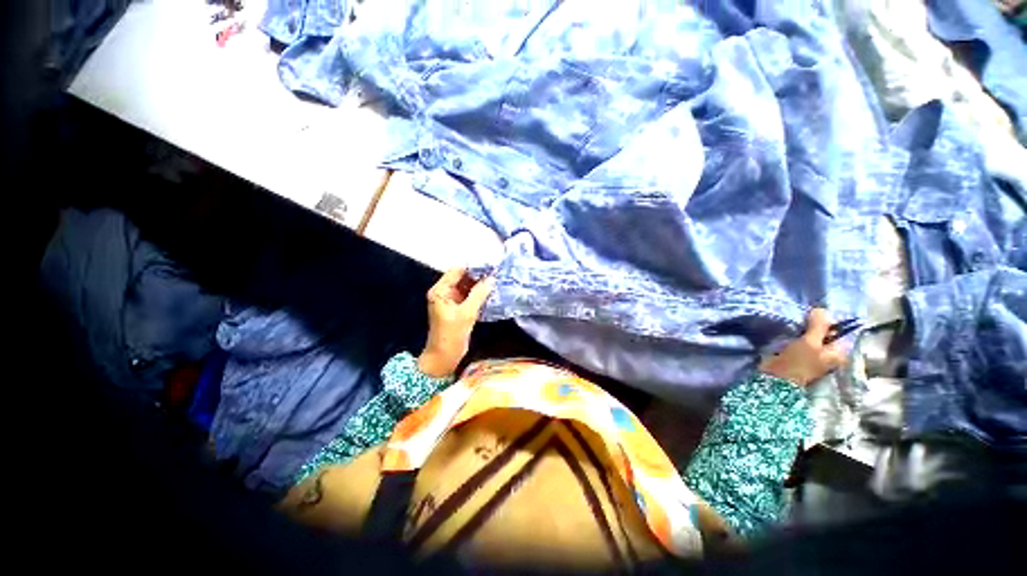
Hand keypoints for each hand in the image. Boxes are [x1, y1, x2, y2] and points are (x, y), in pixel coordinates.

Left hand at [418, 268, 495, 377]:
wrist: (444, 357)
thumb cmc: (451, 335)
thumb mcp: (467, 313)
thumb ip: (479, 294)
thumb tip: (491, 279)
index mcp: (440, 291)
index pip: (457, 271)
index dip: (473, 267)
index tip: (490, 266)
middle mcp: (444, 293)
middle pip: (462, 278)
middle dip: (478, 276)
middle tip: (496, 273)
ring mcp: (451, 301)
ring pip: (467, 287)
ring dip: (480, 285)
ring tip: (496, 281)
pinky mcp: (458, 309)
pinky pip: (469, 296)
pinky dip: (479, 294)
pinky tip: (491, 292)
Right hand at [758, 308, 846, 386]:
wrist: (778, 378)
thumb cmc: (799, 362)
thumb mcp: (810, 342)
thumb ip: (818, 326)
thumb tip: (821, 309)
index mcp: (839, 352)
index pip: (839, 331)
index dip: (828, 321)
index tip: (814, 313)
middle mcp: (830, 353)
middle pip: (825, 333)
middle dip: (815, 324)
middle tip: (804, 316)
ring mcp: (815, 354)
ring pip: (813, 336)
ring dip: (805, 329)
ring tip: (796, 321)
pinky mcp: (800, 354)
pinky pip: (802, 340)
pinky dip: (798, 334)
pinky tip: (791, 330)